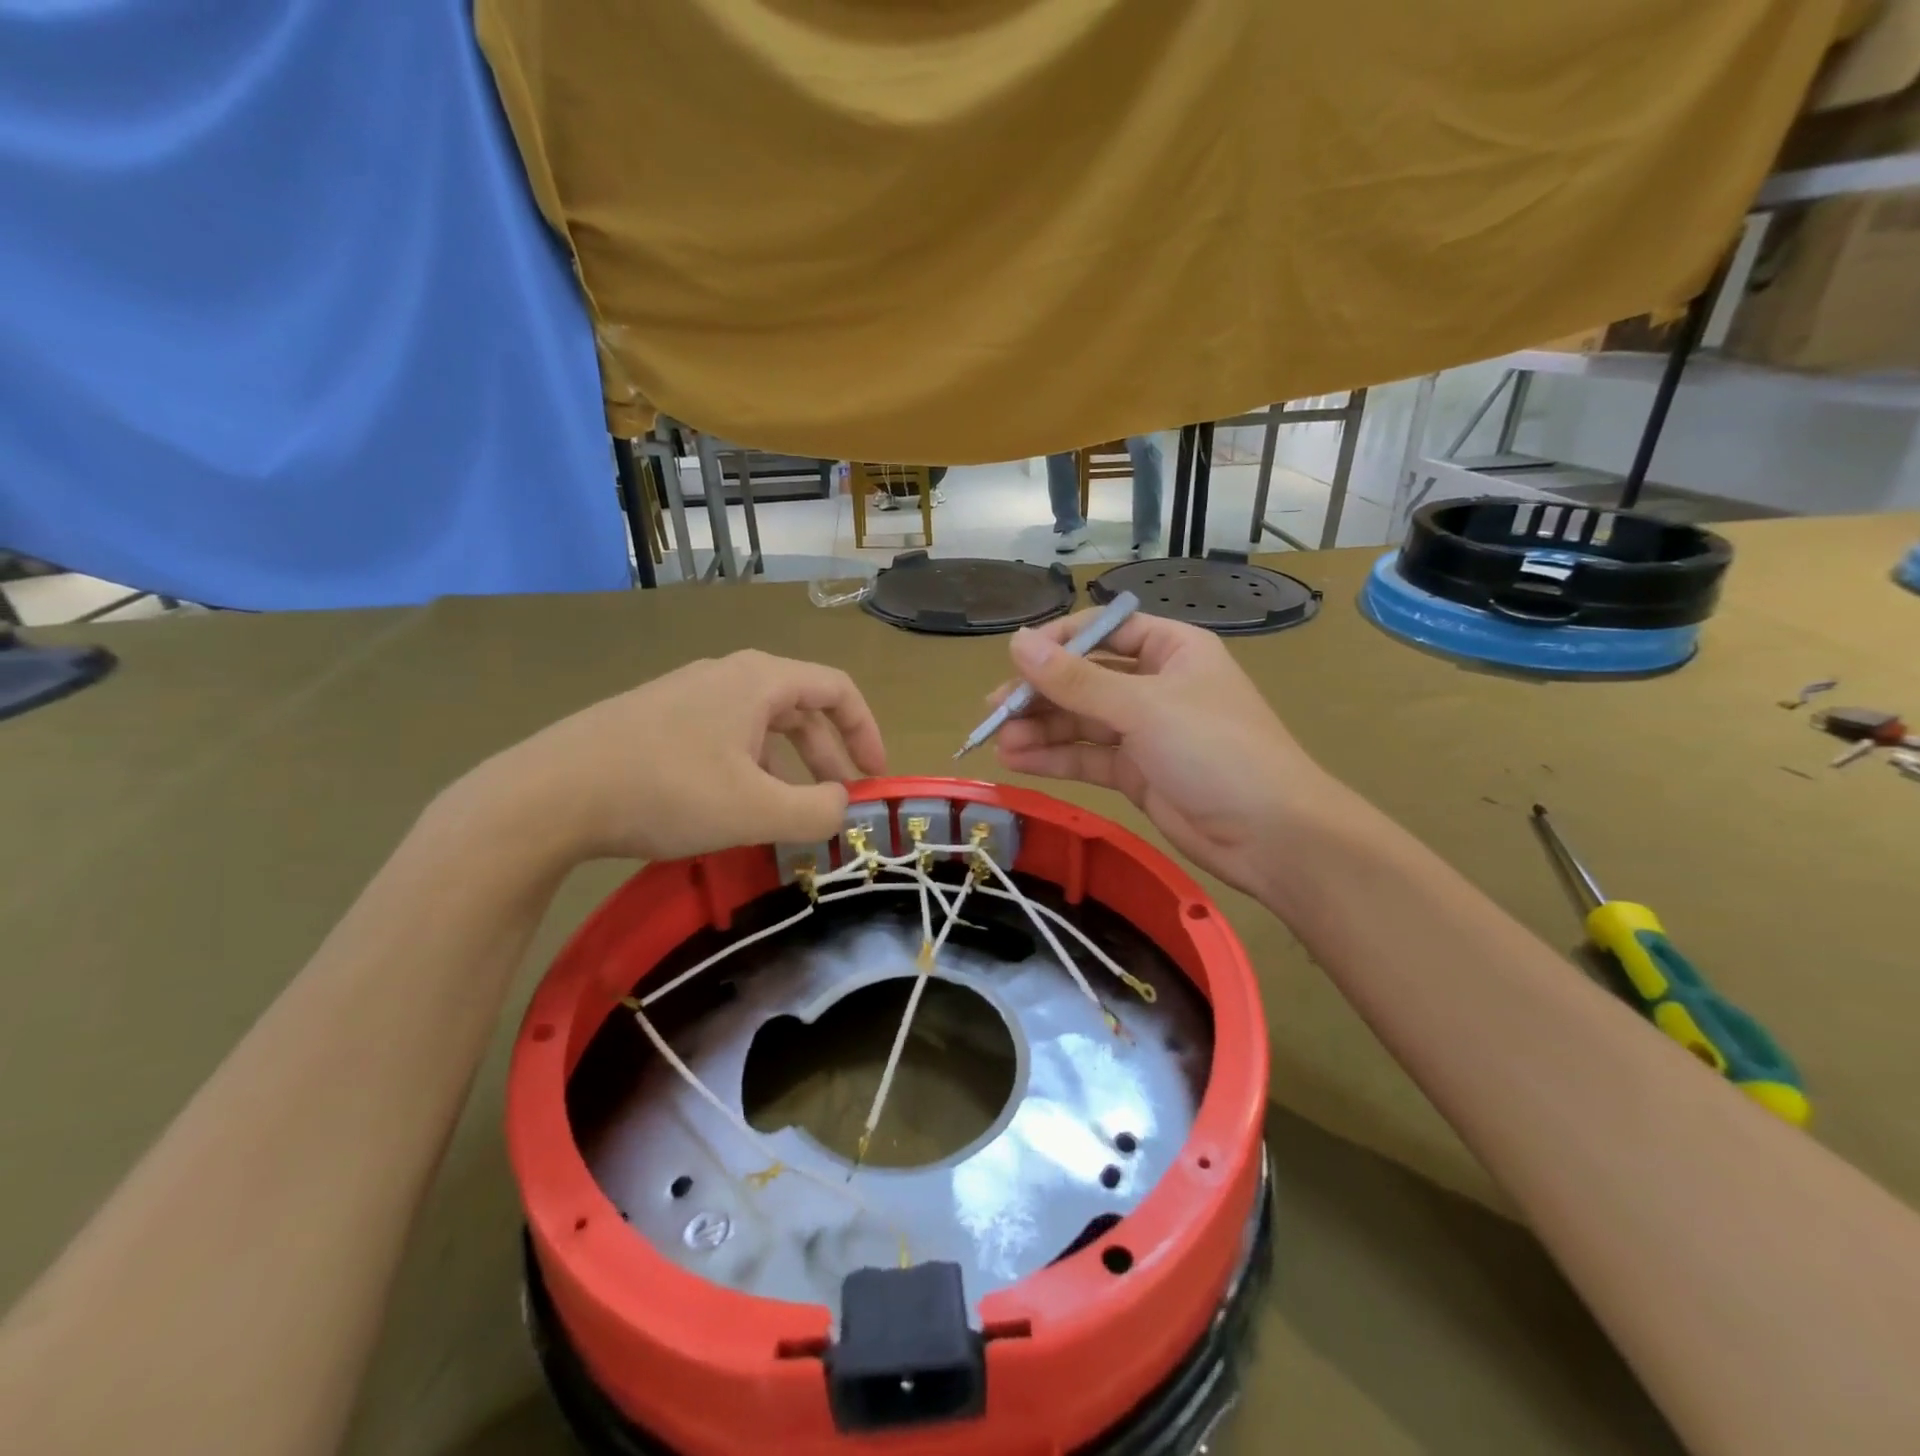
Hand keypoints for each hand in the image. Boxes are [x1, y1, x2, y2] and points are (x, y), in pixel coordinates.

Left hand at [469, 650, 885, 864]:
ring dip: (788, 766)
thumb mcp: (756, 810)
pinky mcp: (657, 719)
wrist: (549, 794)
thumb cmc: (666, 791)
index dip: (866, 731)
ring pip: (760, 725)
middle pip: (800, 707)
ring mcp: (687, 695)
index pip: (837, 690)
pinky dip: (749, 768)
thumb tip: (840, 805)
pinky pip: (724, 737)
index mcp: (759, 681)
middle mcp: (727, 676)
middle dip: (828, 756)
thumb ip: (817, 811)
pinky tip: (733, 806)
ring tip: (788, 811)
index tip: (875, 776)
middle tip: (836, 801)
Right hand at [993, 612, 1338, 901]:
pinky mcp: (1137, 773)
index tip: (1014, 661)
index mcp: (1170, 649)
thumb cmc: (1215, 750)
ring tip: (997, 742)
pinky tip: (1017, 762)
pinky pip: (1087, 757)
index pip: (1103, 631)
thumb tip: (1016, 643)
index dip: (1057, 642)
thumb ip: (1076, 680)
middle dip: (1040, 694)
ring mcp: (1146, 731)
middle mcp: (1155, 684)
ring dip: (1040, 730)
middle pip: (1085, 679)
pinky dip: (1055, 758)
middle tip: (994, 711)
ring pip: (1081, 721)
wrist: (1271, 835)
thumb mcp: (1143, 707)